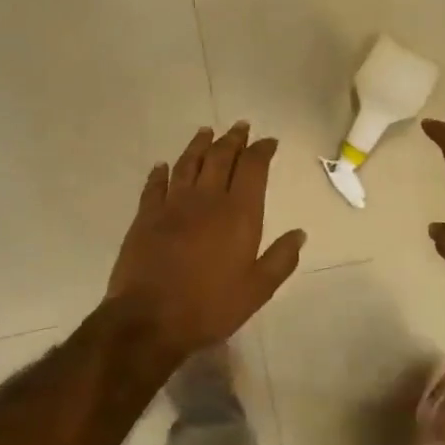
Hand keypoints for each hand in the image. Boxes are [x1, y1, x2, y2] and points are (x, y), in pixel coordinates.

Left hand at [106, 122, 305, 361]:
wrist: (150, 319)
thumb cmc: (210, 306)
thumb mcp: (257, 290)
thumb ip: (281, 259)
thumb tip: (299, 233)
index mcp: (239, 214)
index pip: (253, 168)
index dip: (262, 150)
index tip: (268, 141)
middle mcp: (207, 199)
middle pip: (220, 157)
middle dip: (233, 139)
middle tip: (241, 126)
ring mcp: (172, 205)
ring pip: (187, 163)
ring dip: (199, 145)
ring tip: (206, 131)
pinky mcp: (145, 216)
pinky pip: (155, 185)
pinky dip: (160, 172)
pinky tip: (163, 165)